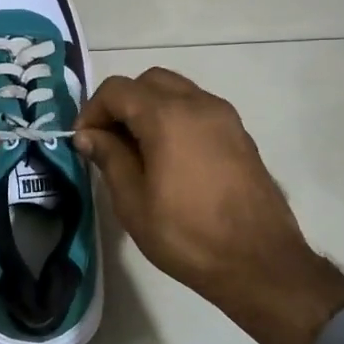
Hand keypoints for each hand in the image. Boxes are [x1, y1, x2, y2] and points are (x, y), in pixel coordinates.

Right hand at [74, 69, 343, 343]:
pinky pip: (197, 108)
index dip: (92, 110)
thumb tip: (88, 135)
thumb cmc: (187, 235)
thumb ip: (109, 158)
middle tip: (108, 140)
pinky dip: (174, 117)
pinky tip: (168, 156)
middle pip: (148, 81)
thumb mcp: (133, 203)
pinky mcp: (239, 134)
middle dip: (121, 103)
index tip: (83, 142)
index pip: (117, 90)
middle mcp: (198, 104)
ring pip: (176, 90)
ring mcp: (225, 117)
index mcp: (168, 117)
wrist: (260, 262)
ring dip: (149, 107)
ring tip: (136, 149)